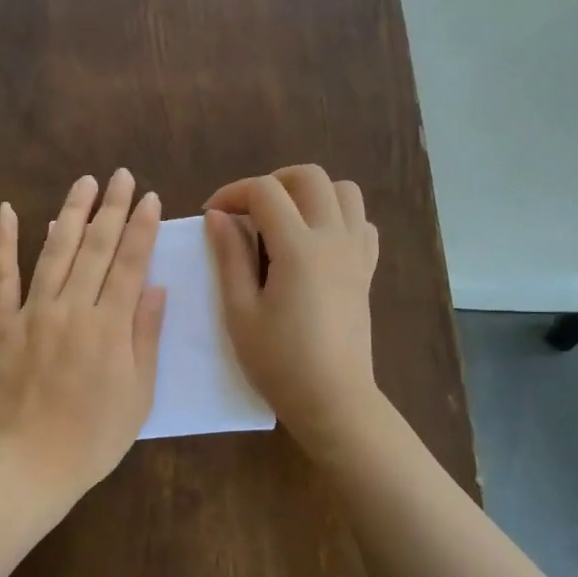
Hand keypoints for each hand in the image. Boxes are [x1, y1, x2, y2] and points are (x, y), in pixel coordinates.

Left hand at [0, 169, 167, 503]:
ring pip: (54, 251)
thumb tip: (155, 287)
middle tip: (120, 175)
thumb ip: (145, 337)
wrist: (27, 466)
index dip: (140, 228)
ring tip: (83, 183)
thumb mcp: (138, 395)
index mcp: (109, 328)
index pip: (129, 265)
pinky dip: (4, 242)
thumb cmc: (93, 438)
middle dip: (110, 208)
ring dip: (69, 213)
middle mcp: (71, 309)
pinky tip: (9, 212)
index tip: (147, 197)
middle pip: (95, 249)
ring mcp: (31, 313)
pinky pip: (1, 276)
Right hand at [204, 164, 382, 452]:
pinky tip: (315, 243)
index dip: (232, 193)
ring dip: (310, 194)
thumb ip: (229, 257)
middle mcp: (334, 238)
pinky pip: (361, 223)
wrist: (332, 399)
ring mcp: (356, 252)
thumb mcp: (240, 311)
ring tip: (283, 221)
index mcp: (299, 248)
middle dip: (272, 182)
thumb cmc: (278, 361)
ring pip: (344, 191)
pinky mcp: (366, 270)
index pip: (265, 192)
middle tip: (246, 212)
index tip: (211, 215)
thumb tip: (217, 216)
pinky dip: (337, 217)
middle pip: (309, 177)